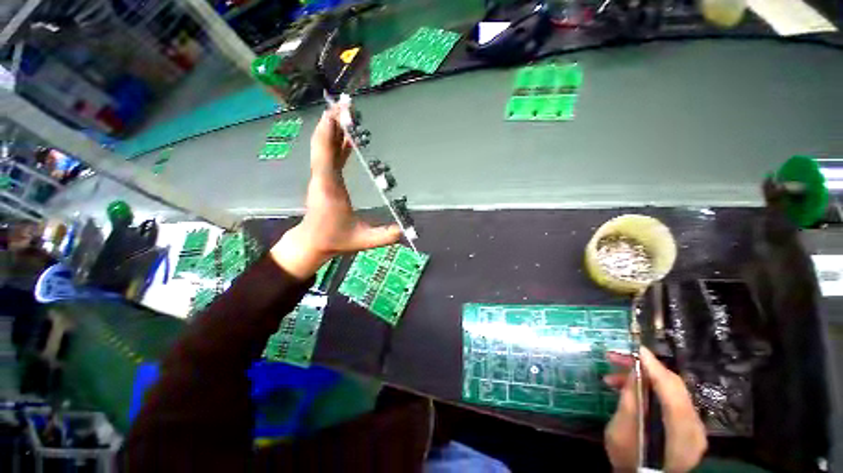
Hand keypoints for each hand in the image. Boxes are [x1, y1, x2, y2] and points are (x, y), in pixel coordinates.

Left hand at [270, 103, 400, 278]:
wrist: (312, 242)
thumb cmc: (334, 240)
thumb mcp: (362, 240)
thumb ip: (385, 236)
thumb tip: (405, 230)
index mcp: (329, 187)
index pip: (325, 153)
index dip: (330, 131)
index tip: (339, 112)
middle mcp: (322, 177)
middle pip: (322, 143)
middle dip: (332, 121)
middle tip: (346, 104)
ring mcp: (322, 177)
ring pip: (323, 146)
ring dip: (333, 128)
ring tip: (346, 112)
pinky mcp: (325, 179)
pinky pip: (329, 155)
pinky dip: (336, 142)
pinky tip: (347, 136)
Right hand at [603, 347, 706, 472]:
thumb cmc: (629, 460)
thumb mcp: (622, 431)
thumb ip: (631, 401)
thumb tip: (635, 373)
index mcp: (681, 430)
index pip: (671, 388)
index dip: (653, 366)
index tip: (636, 349)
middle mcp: (694, 427)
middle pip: (673, 388)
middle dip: (644, 369)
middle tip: (615, 359)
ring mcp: (693, 429)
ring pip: (670, 393)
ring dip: (642, 380)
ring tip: (612, 379)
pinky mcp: (687, 430)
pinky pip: (670, 402)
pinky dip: (650, 392)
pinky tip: (630, 391)